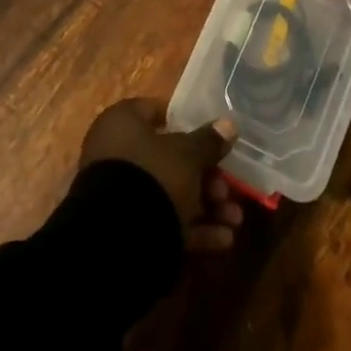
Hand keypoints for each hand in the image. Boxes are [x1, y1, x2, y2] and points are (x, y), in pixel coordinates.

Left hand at [80, 99, 245, 251]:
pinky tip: (223, 240)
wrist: (117, 239)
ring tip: (234, 220)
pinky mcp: (125, 228)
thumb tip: (229, 124)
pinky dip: (191, 229)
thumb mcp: (187, 155)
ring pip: (168, 193)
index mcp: (121, 124)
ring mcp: (118, 193)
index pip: (153, 111)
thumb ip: (209, 141)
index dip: (183, 122)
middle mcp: (115, 154)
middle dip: (205, 177)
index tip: (210, 136)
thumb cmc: (152, 176)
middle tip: (228, 189)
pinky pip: (162, 221)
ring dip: (205, 206)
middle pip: (168, 159)